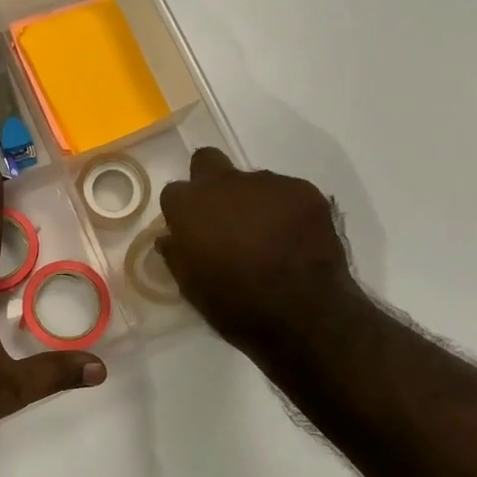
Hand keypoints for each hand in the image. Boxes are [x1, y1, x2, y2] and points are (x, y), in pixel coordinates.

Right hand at [157, 148, 373, 387]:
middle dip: (210, 182)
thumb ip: (178, 254)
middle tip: (224, 217)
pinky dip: (287, 211)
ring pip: (251, 181)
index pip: (174, 192)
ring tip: (269, 238)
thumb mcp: (192, 288)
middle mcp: (224, 182)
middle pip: (207, 161)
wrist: (305, 315)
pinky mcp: (304, 190)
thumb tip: (170, 238)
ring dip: (253, 202)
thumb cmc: (237, 306)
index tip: (193, 233)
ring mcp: (267, 182)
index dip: (183, 212)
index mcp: (190, 206)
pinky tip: (296, 240)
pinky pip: (287, 193)